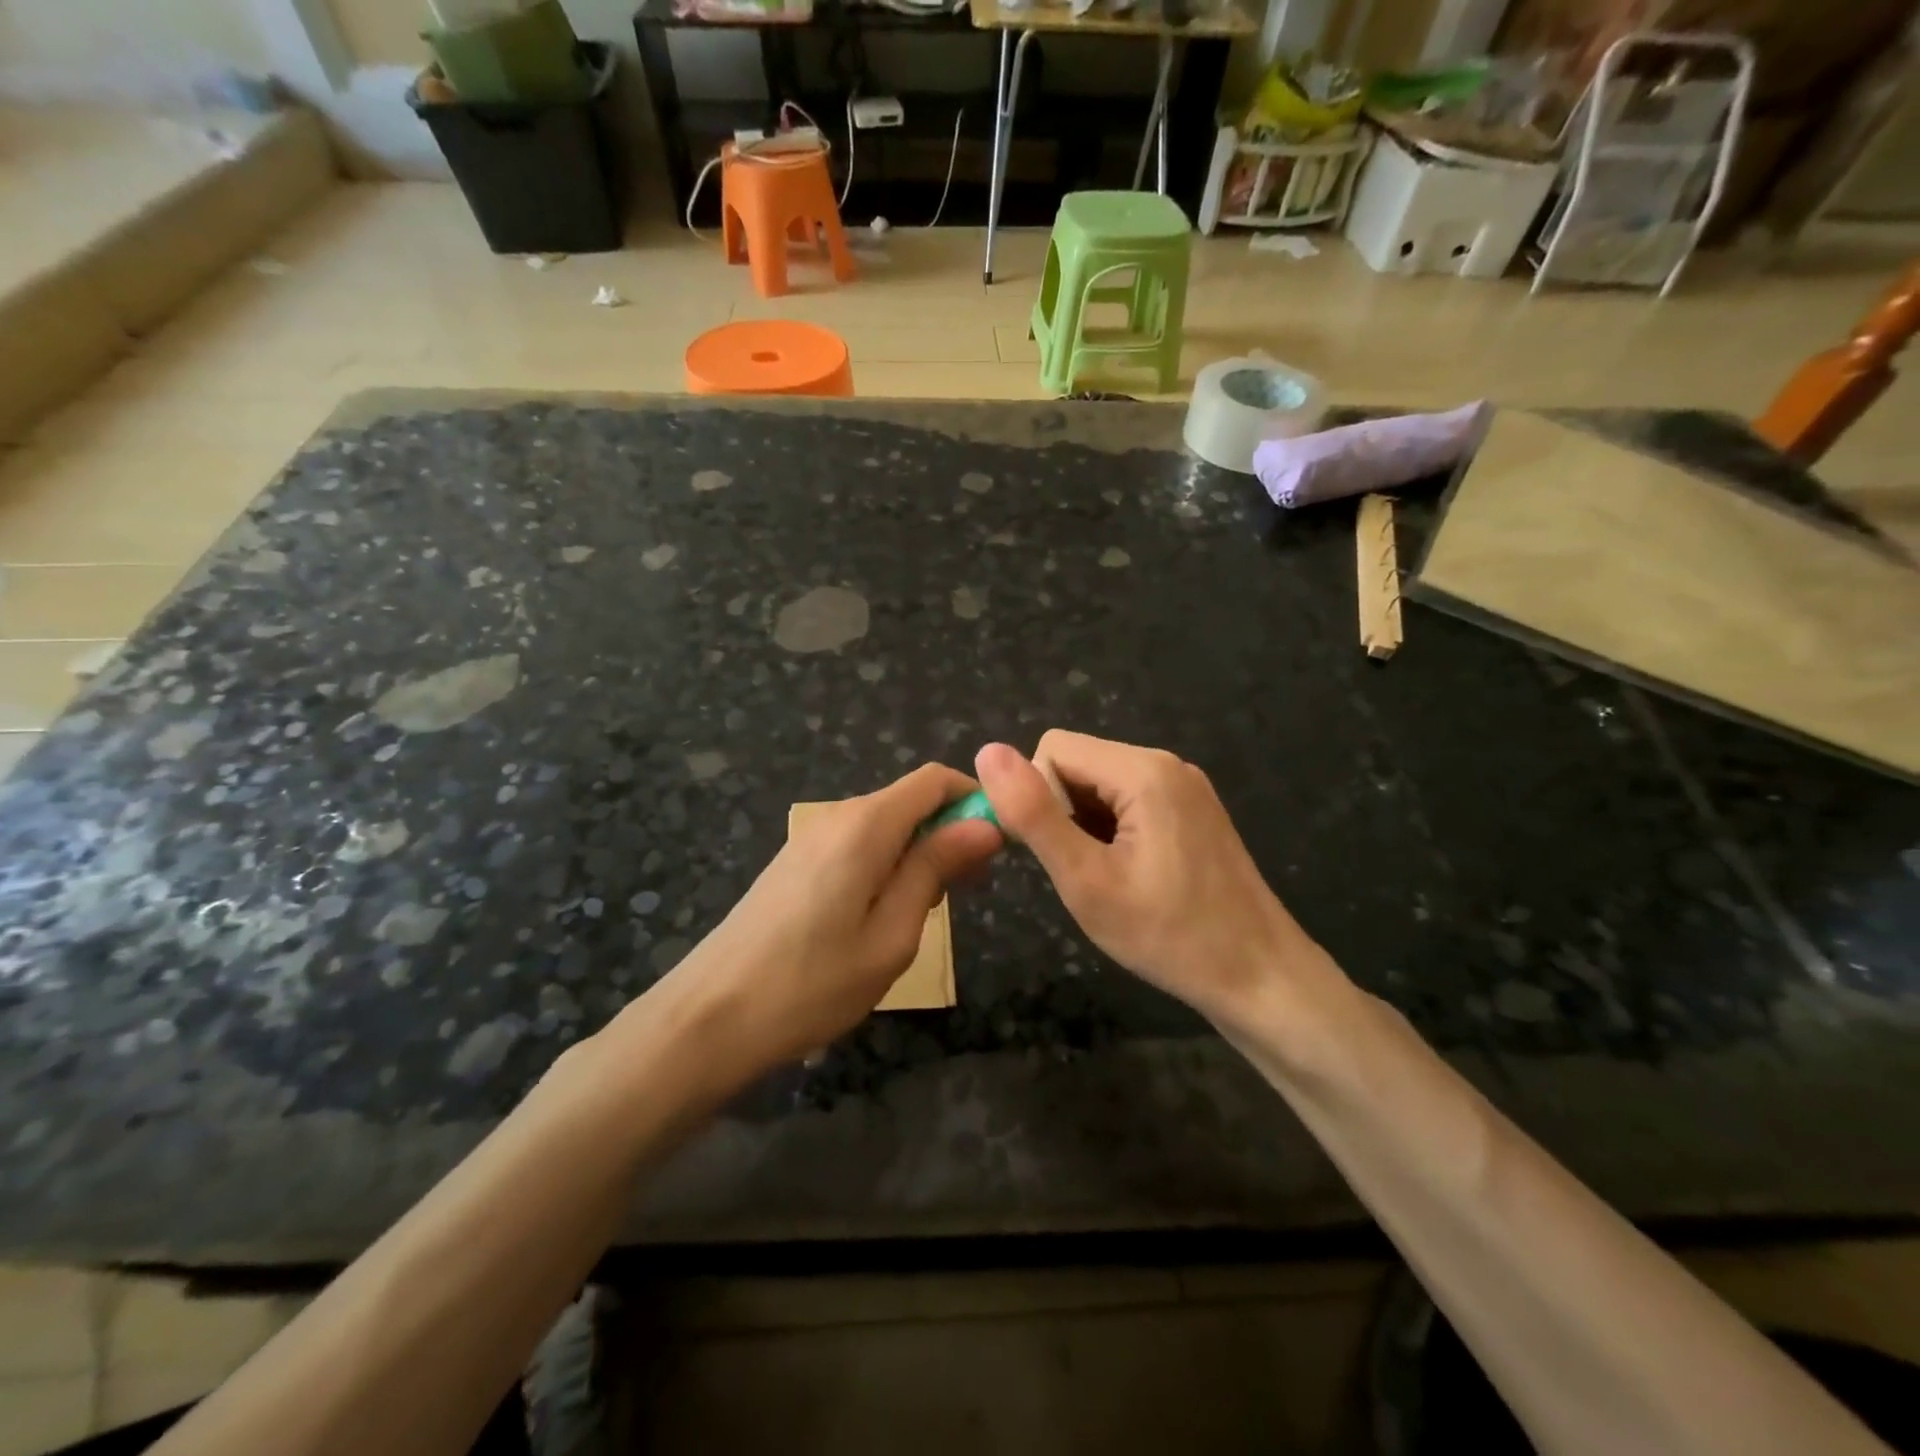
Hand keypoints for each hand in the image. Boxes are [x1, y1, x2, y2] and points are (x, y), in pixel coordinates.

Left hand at [669, 764, 1003, 1073]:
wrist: (710, 1017)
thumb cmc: (812, 983)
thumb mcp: (892, 934)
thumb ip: (936, 869)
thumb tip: (984, 823)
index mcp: (865, 825)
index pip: (933, 780)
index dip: (972, 801)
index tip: (997, 849)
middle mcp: (837, 816)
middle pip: (909, 801)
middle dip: (948, 834)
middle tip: (967, 895)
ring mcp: (810, 838)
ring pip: (885, 826)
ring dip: (918, 856)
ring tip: (922, 917)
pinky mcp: (795, 862)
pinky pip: (857, 846)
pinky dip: (886, 866)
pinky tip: (880, 918)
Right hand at [974, 732, 1336, 1029]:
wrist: (1261, 978)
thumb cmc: (1169, 936)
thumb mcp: (1086, 880)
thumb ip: (1034, 814)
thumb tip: (988, 751)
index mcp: (1143, 770)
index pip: (1053, 749)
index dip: (1037, 799)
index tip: (1057, 855)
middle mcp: (1167, 763)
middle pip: (1079, 763)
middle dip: (1063, 813)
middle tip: (1085, 875)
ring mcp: (1186, 786)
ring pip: (1100, 785)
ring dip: (1087, 826)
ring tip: (1110, 880)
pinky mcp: (1194, 809)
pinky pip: (1130, 800)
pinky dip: (1113, 831)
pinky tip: (1133, 875)